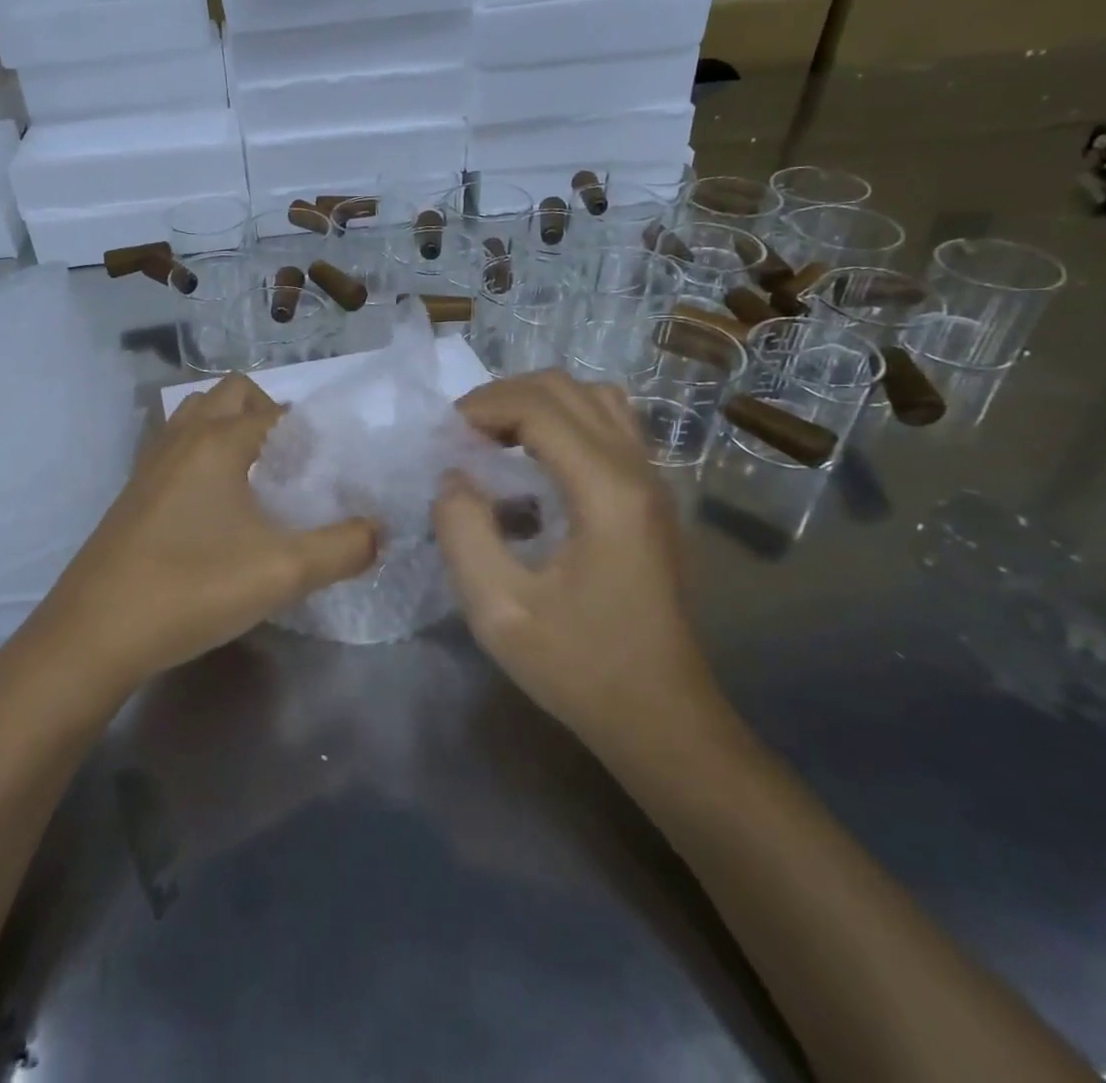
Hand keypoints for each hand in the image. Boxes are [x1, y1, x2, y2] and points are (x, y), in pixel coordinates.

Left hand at [36, 375, 377, 691]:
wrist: (95, 634)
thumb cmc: (192, 589)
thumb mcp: (283, 572)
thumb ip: (344, 548)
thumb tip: (379, 531)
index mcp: (219, 441)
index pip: (275, 411)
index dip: (309, 432)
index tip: (330, 468)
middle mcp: (182, 438)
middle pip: (231, 394)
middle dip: (267, 413)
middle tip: (291, 463)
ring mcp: (150, 463)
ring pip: (196, 416)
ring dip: (229, 428)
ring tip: (254, 476)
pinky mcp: (133, 492)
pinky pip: (175, 447)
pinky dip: (201, 453)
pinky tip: (214, 506)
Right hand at [432, 372, 724, 758]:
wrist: (662, 717)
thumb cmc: (580, 667)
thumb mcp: (498, 610)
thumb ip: (463, 533)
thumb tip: (453, 478)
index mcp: (606, 491)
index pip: (539, 407)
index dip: (482, 407)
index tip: (444, 437)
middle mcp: (637, 470)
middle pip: (568, 388)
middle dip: (504, 397)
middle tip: (462, 435)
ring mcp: (653, 480)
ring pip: (594, 398)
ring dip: (537, 403)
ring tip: (495, 438)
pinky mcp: (653, 496)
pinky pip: (610, 425)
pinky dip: (564, 420)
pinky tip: (536, 461)